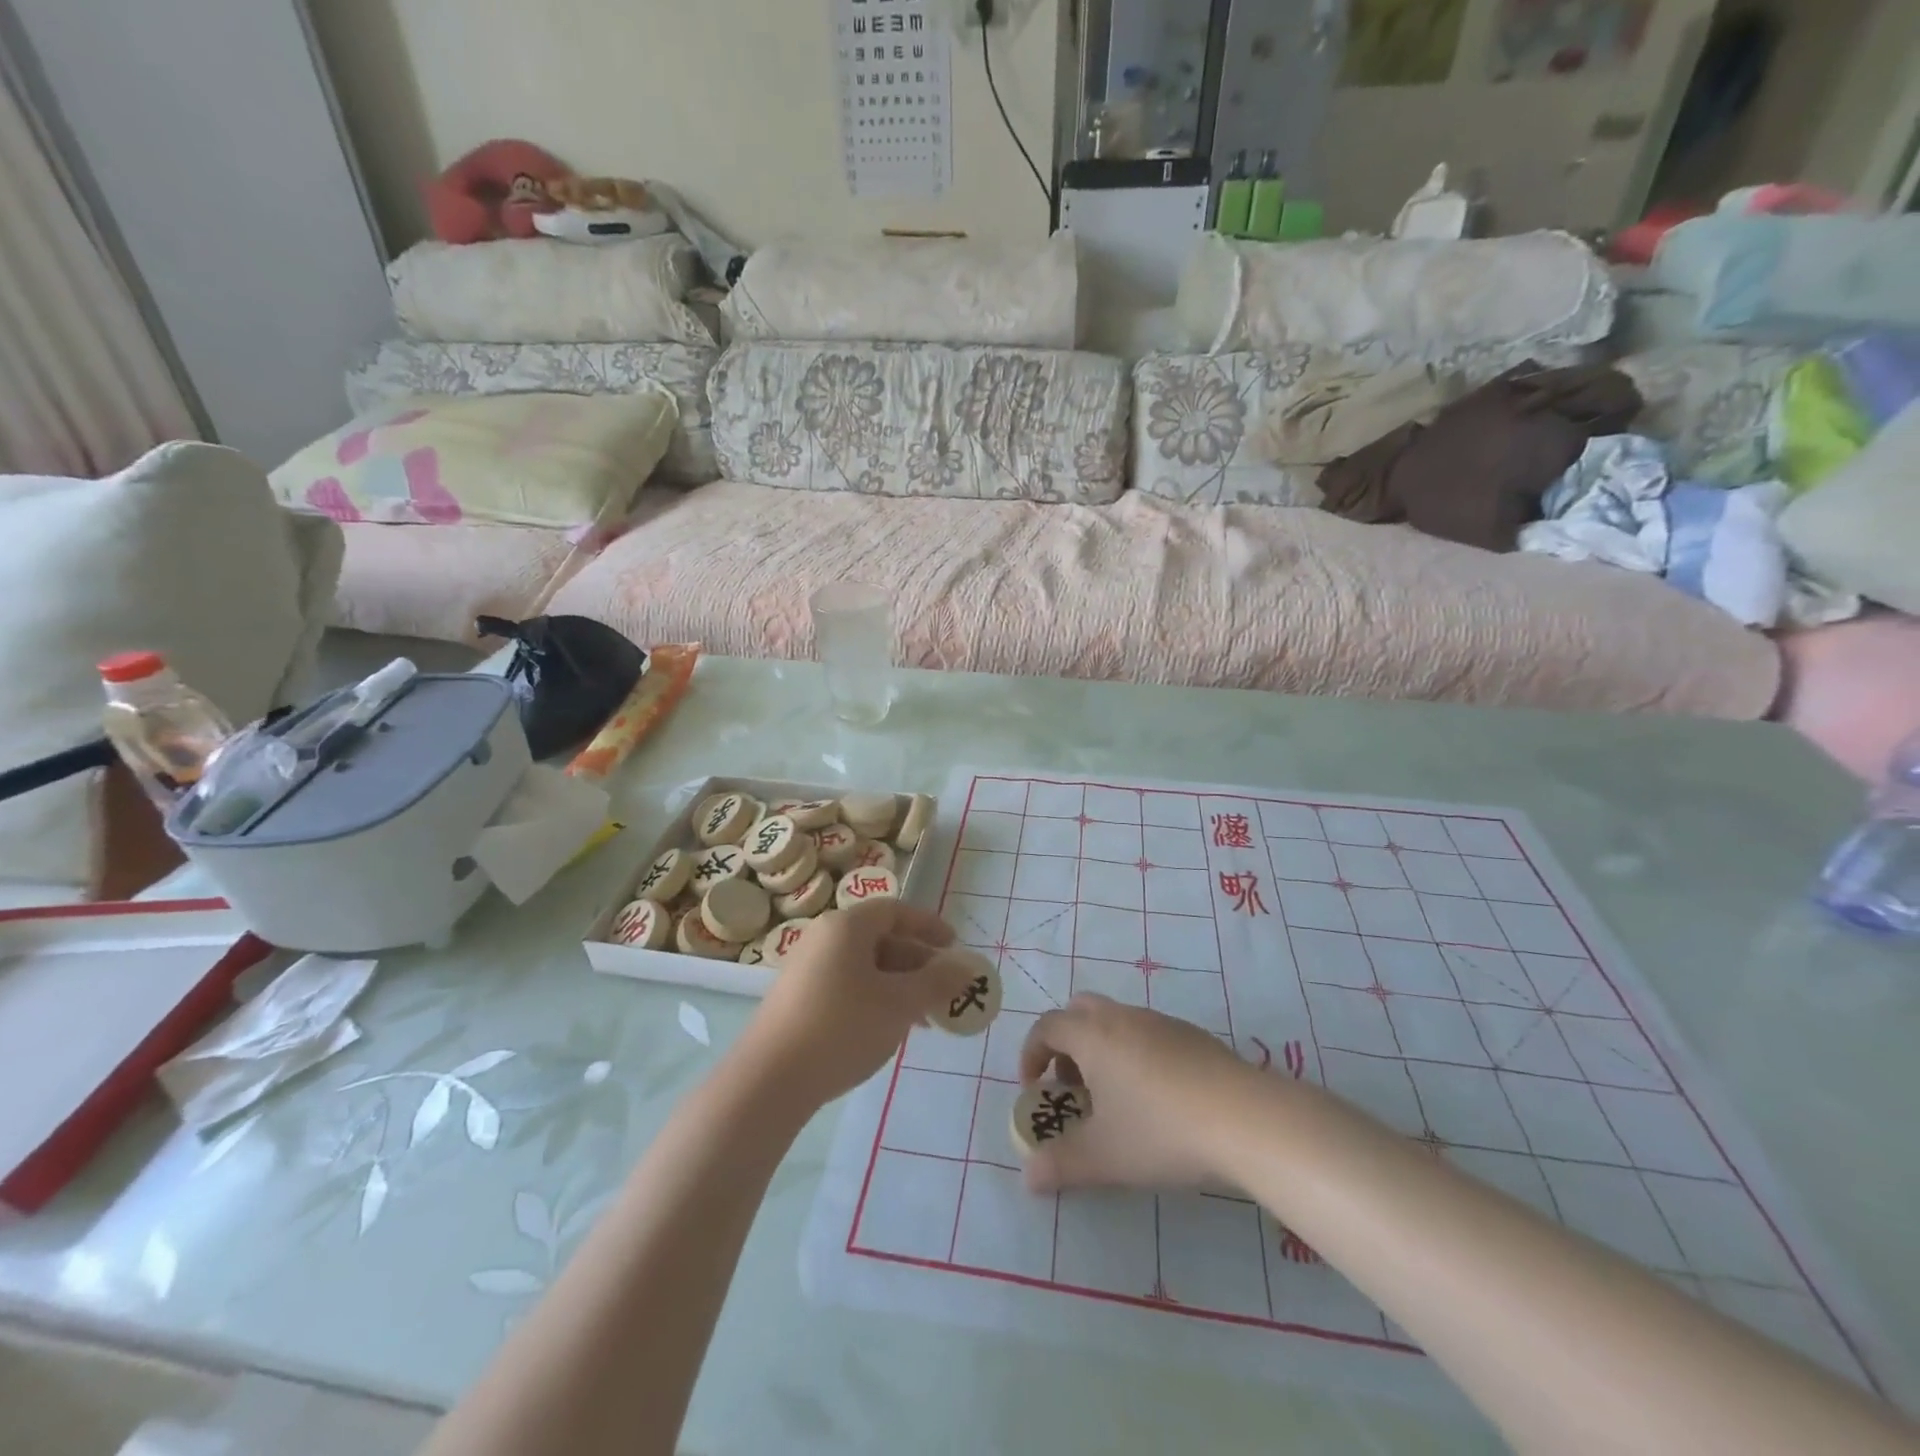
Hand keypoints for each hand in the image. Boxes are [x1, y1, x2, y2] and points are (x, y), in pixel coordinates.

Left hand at [745, 901, 959, 1104]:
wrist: (769, 1080)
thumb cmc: (842, 1027)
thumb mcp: (899, 1003)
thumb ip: (936, 982)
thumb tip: (965, 968)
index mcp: (847, 926)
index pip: (895, 911)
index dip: (928, 925)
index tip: (955, 946)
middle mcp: (824, 939)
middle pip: (881, 939)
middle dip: (918, 964)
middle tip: (946, 990)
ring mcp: (807, 970)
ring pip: (866, 967)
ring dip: (900, 986)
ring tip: (925, 1020)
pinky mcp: (799, 1000)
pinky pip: (848, 986)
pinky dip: (875, 999)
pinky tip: (889, 1030)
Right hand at [1018, 994, 1256, 1193]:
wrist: (1246, 1119)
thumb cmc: (1161, 1131)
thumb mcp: (1103, 1157)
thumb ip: (1060, 1165)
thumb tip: (1028, 1177)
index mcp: (1093, 1035)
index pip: (1046, 1027)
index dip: (1031, 1054)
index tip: (1033, 1089)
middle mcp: (1123, 1017)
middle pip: (1080, 1011)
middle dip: (1066, 1044)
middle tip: (1072, 1087)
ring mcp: (1161, 1022)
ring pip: (1117, 1022)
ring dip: (1102, 1050)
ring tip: (1115, 1101)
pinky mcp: (1193, 1036)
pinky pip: (1148, 1034)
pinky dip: (1136, 1055)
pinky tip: (1158, 1100)